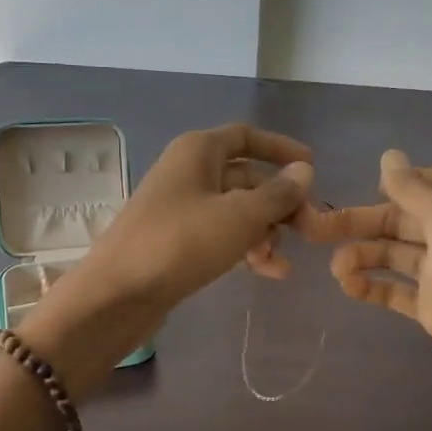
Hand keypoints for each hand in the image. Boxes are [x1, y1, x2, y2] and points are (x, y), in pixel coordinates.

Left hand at [22, 124, 312, 391]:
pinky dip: (245, 248)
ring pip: (235, 211)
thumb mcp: (239, 216)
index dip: (281, 149)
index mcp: (198, 151)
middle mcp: (188, 173)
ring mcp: (180, 209)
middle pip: (246, 177)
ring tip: (282, 260)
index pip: (246, 136)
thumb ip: (277, 193)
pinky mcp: (176, 242)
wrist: (118, 294)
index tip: (312, 167)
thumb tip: (304, 171)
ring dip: (265, 231)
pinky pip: (220, 236)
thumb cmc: (181, 243)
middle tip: (309, 228)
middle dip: (279, 202)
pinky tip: (269, 272)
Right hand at [306, 150, 431, 430]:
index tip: (371, 191)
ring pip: (395, 255)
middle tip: (316, 230)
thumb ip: (415, 190)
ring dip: (363, 256)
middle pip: (405, 219)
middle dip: (363, 222)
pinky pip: (396, 290)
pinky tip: (349, 288)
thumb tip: (389, 156)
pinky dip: (373, 287)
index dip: (404, 183)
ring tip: (335, 269)